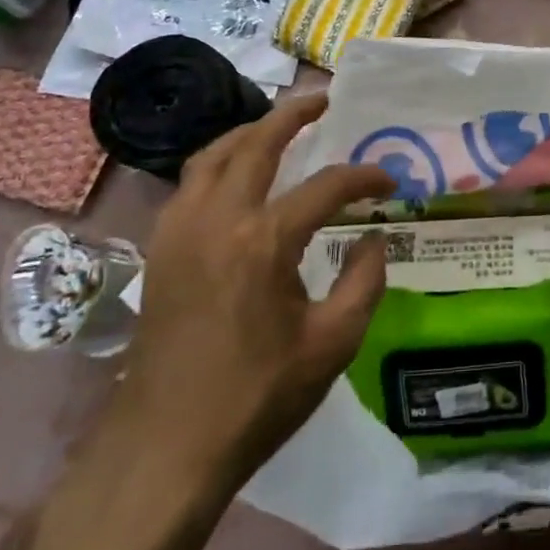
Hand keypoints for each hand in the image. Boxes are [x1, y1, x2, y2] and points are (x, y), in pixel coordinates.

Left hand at [107, 93, 394, 490]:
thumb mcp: (333, 344)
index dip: (365, 176)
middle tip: (324, 100)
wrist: (164, 449)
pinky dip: (219, 163)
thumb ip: (365, 281)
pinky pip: (190, 184)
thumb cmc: (256, 397)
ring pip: (213, 155)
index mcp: (264, 241)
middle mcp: (218, 220)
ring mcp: (180, 232)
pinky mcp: (160, 251)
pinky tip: (237, 178)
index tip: (390, 181)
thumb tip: (374, 240)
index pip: (327, 186)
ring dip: (250, 132)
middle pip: (256, 144)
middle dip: (294, 114)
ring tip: (279, 126)